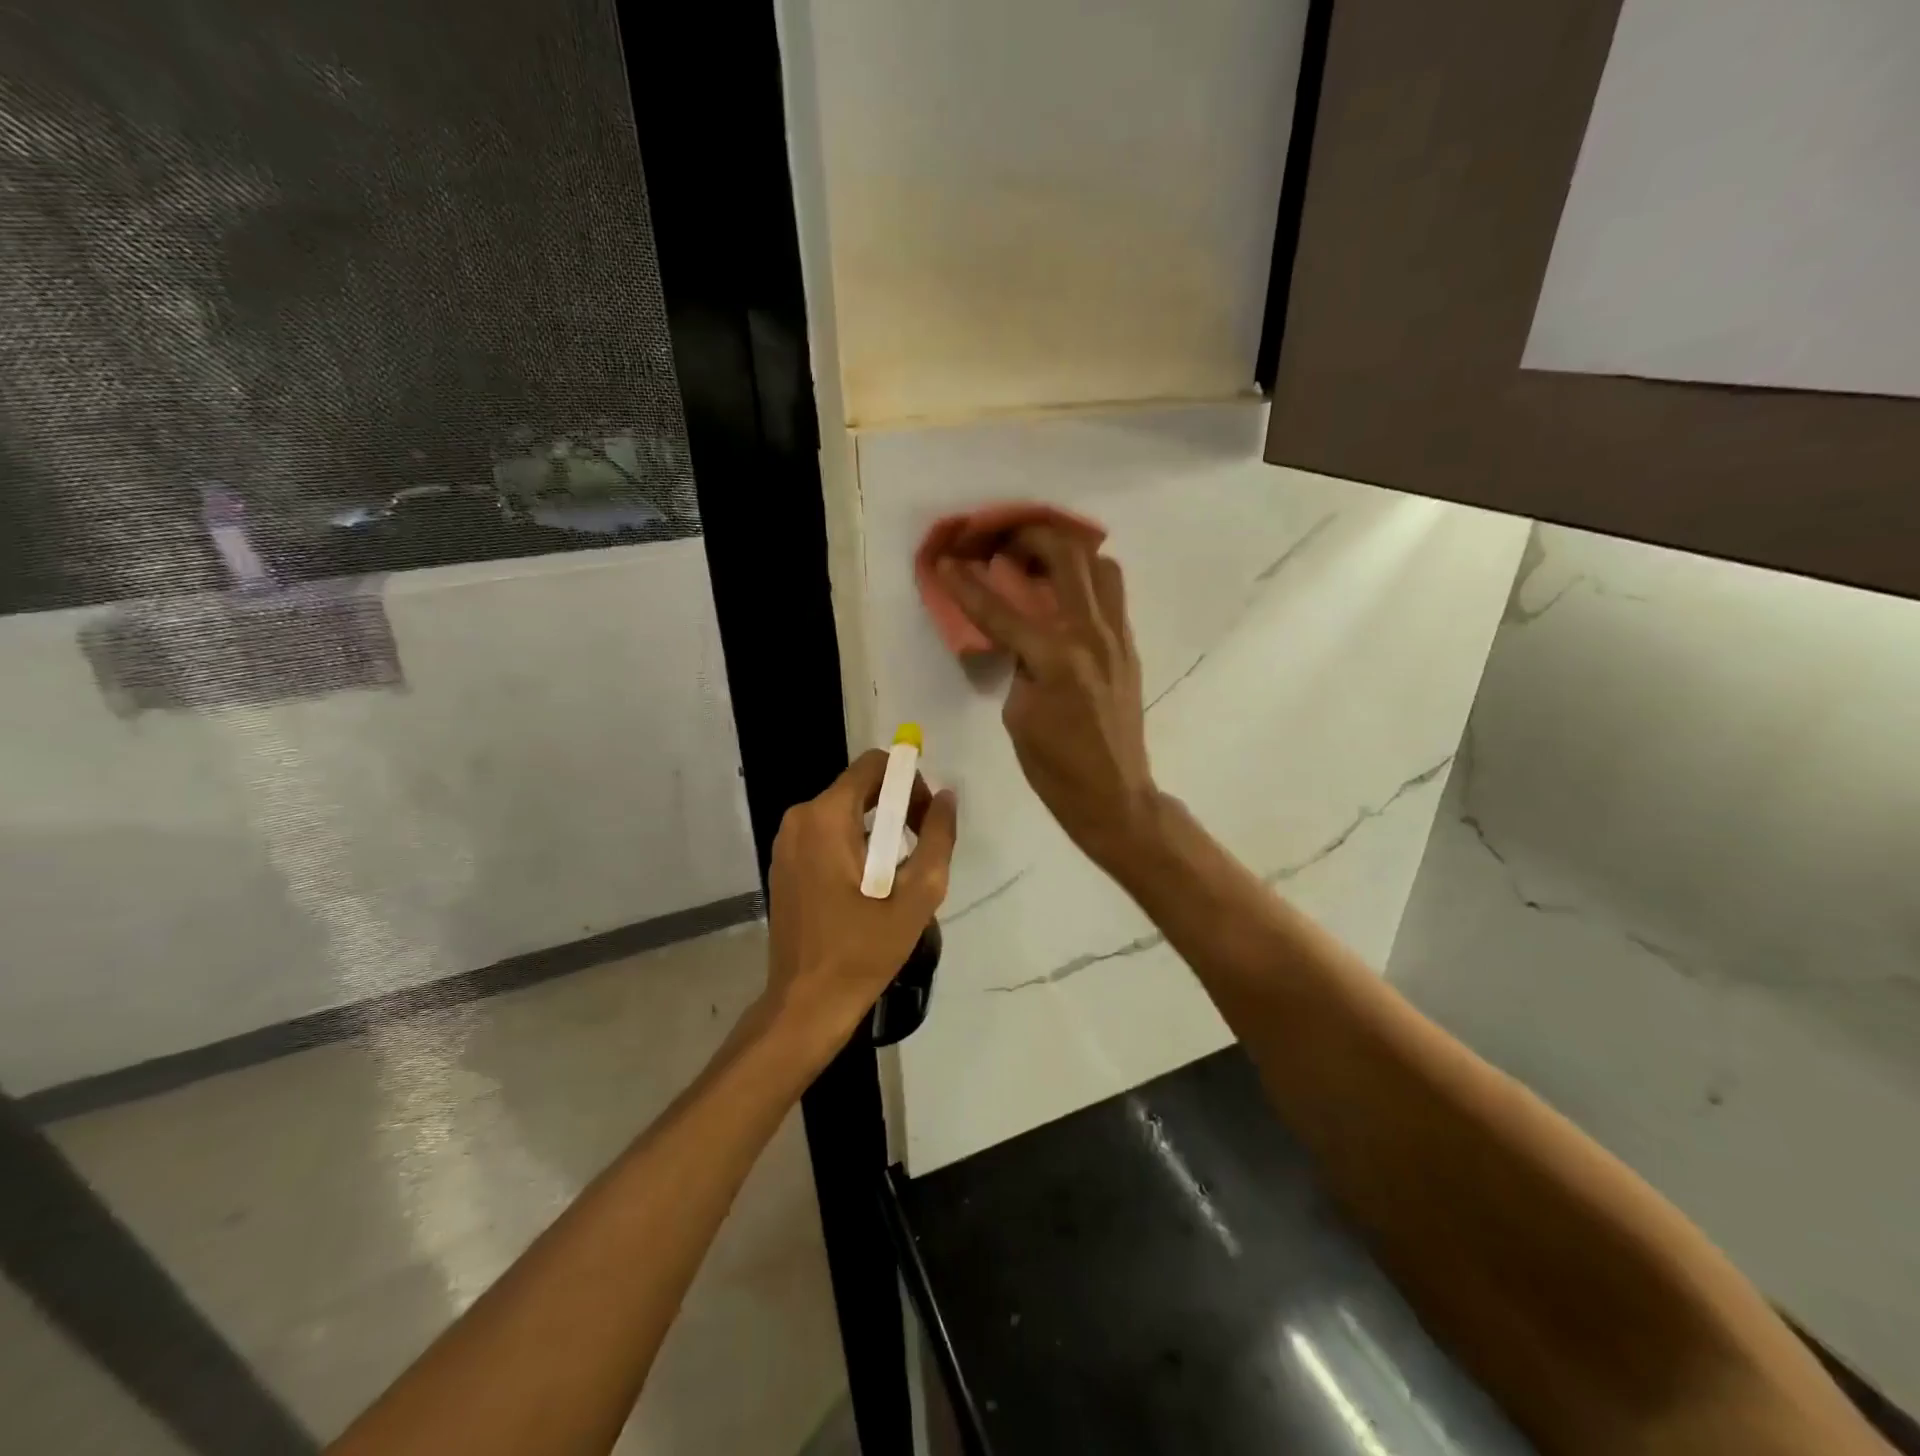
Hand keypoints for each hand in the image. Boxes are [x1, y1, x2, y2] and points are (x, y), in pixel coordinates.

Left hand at [764, 751, 957, 1055]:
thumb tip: (946, 797)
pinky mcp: (785, 863)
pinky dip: (856, 844)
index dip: (910, 782)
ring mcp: (787, 842)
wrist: (806, 1004)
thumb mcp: (916, 895)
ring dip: (879, 829)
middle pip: (860, 786)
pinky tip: (871, 886)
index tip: (926, 820)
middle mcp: (800, 819)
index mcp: (826, 817)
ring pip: (845, 811)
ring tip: (900, 875)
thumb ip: (937, 838)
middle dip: (898, 807)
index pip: (874, 765)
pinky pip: (828, 834)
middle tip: (921, 850)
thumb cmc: (862, 950)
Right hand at [936, 525, 1159, 871]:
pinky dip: (1087, 579)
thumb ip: (1018, 664)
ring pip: (1099, 565)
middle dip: (1029, 537)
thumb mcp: (1017, 716)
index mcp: (1054, 657)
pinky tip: (1065, 593)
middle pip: (1065, 557)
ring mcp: (1116, 637)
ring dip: (1067, 552)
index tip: (945, 561)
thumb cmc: (1055, 767)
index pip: (1000, 609)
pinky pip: (1112, 594)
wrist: (1114, 794)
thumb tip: (1021, 637)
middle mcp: (1090, 634)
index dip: (966, 583)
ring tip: (1039, 561)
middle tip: (1002, 542)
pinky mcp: (1129, 646)